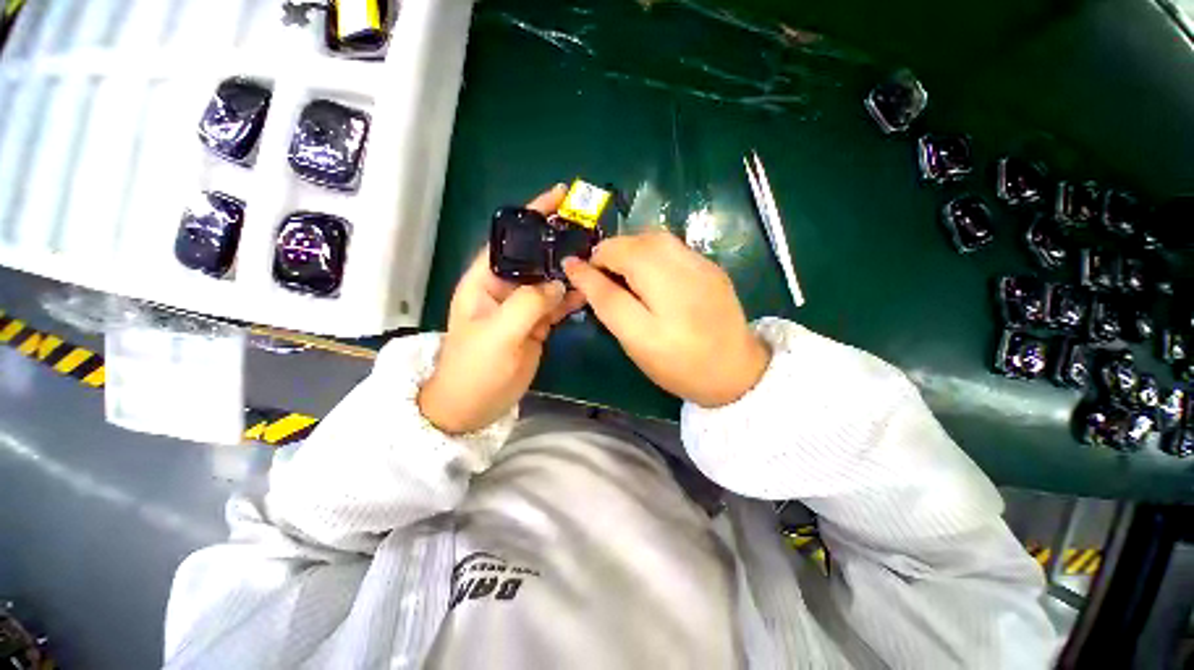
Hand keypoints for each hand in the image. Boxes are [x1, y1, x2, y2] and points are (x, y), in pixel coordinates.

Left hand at [418, 185, 586, 433]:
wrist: (474, 406)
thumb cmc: (475, 369)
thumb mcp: (499, 334)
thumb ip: (529, 304)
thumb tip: (559, 284)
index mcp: (485, 280)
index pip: (510, 239)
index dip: (532, 216)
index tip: (559, 198)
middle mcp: (505, 287)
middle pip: (534, 256)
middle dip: (558, 240)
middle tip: (589, 227)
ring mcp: (523, 306)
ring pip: (549, 279)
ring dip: (570, 268)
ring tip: (596, 255)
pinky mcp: (536, 324)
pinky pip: (557, 303)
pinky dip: (572, 296)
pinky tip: (589, 290)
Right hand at [563, 231, 769, 407]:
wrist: (736, 371)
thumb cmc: (678, 364)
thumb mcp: (635, 340)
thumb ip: (605, 300)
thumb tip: (576, 268)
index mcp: (662, 292)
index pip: (614, 260)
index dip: (590, 264)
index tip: (577, 273)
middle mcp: (684, 268)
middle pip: (636, 241)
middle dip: (611, 254)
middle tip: (605, 280)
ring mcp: (702, 263)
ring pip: (654, 238)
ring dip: (631, 250)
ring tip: (626, 275)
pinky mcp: (712, 265)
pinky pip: (672, 246)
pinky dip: (652, 252)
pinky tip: (653, 275)